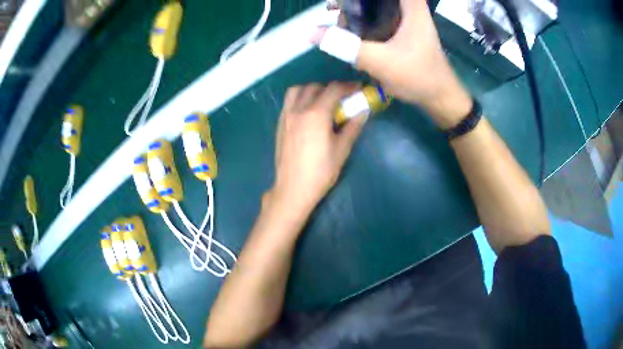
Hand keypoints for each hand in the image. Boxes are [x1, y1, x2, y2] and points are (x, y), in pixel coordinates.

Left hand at [269, 82, 366, 216]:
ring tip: (323, 101)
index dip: (348, 86)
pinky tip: (308, 112)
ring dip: (312, 90)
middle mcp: (299, 110)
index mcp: (316, 114)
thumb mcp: (342, 149)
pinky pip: (289, 102)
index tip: (358, 89)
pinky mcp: (280, 124)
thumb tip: (363, 111)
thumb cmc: (321, 171)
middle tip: (343, 98)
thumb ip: (353, 126)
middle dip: (331, 88)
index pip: (334, 90)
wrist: (293, 188)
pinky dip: (300, 98)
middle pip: (315, 87)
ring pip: (298, 90)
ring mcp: (286, 116)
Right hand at [317, 0, 472, 128]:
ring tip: (339, 24)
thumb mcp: (379, 60)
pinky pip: (379, 19)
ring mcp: (407, 20)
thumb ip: (345, 45)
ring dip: (357, 13)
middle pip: (375, 0)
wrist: (440, 98)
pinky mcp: (404, 32)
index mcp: (410, 7)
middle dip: (353, 4)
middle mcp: (409, 9)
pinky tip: (352, 35)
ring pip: (376, 7)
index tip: (341, 3)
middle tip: (335, 9)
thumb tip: (313, 34)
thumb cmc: (418, 76)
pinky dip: (364, 23)